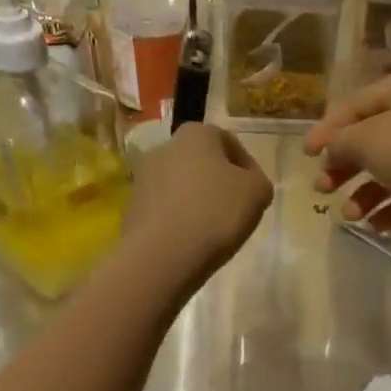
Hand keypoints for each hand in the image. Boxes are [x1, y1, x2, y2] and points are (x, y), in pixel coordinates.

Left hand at [123, 123, 273, 287]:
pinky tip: (190, 240)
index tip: (255, 193)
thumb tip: (248, 185)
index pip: (228, 142)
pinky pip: (165, 209)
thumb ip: (258, 182)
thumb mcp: (257, 193)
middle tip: (235, 210)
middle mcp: (164, 147)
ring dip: (197, 201)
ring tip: (213, 229)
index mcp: (196, 134)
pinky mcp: (132, 208)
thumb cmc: (215, 214)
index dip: (247, 167)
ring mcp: (143, 178)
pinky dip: (179, 219)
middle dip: (218, 183)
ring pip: (181, 186)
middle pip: (201, 162)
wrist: (161, 255)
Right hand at [304, 73, 390, 238]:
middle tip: (322, 187)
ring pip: (390, 169)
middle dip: (344, 165)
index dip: (328, 128)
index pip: (357, 103)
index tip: (306, 155)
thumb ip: (341, 140)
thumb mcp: (366, 139)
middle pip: (372, 137)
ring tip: (349, 215)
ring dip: (363, 193)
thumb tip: (333, 147)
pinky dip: (390, 208)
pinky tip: (376, 225)